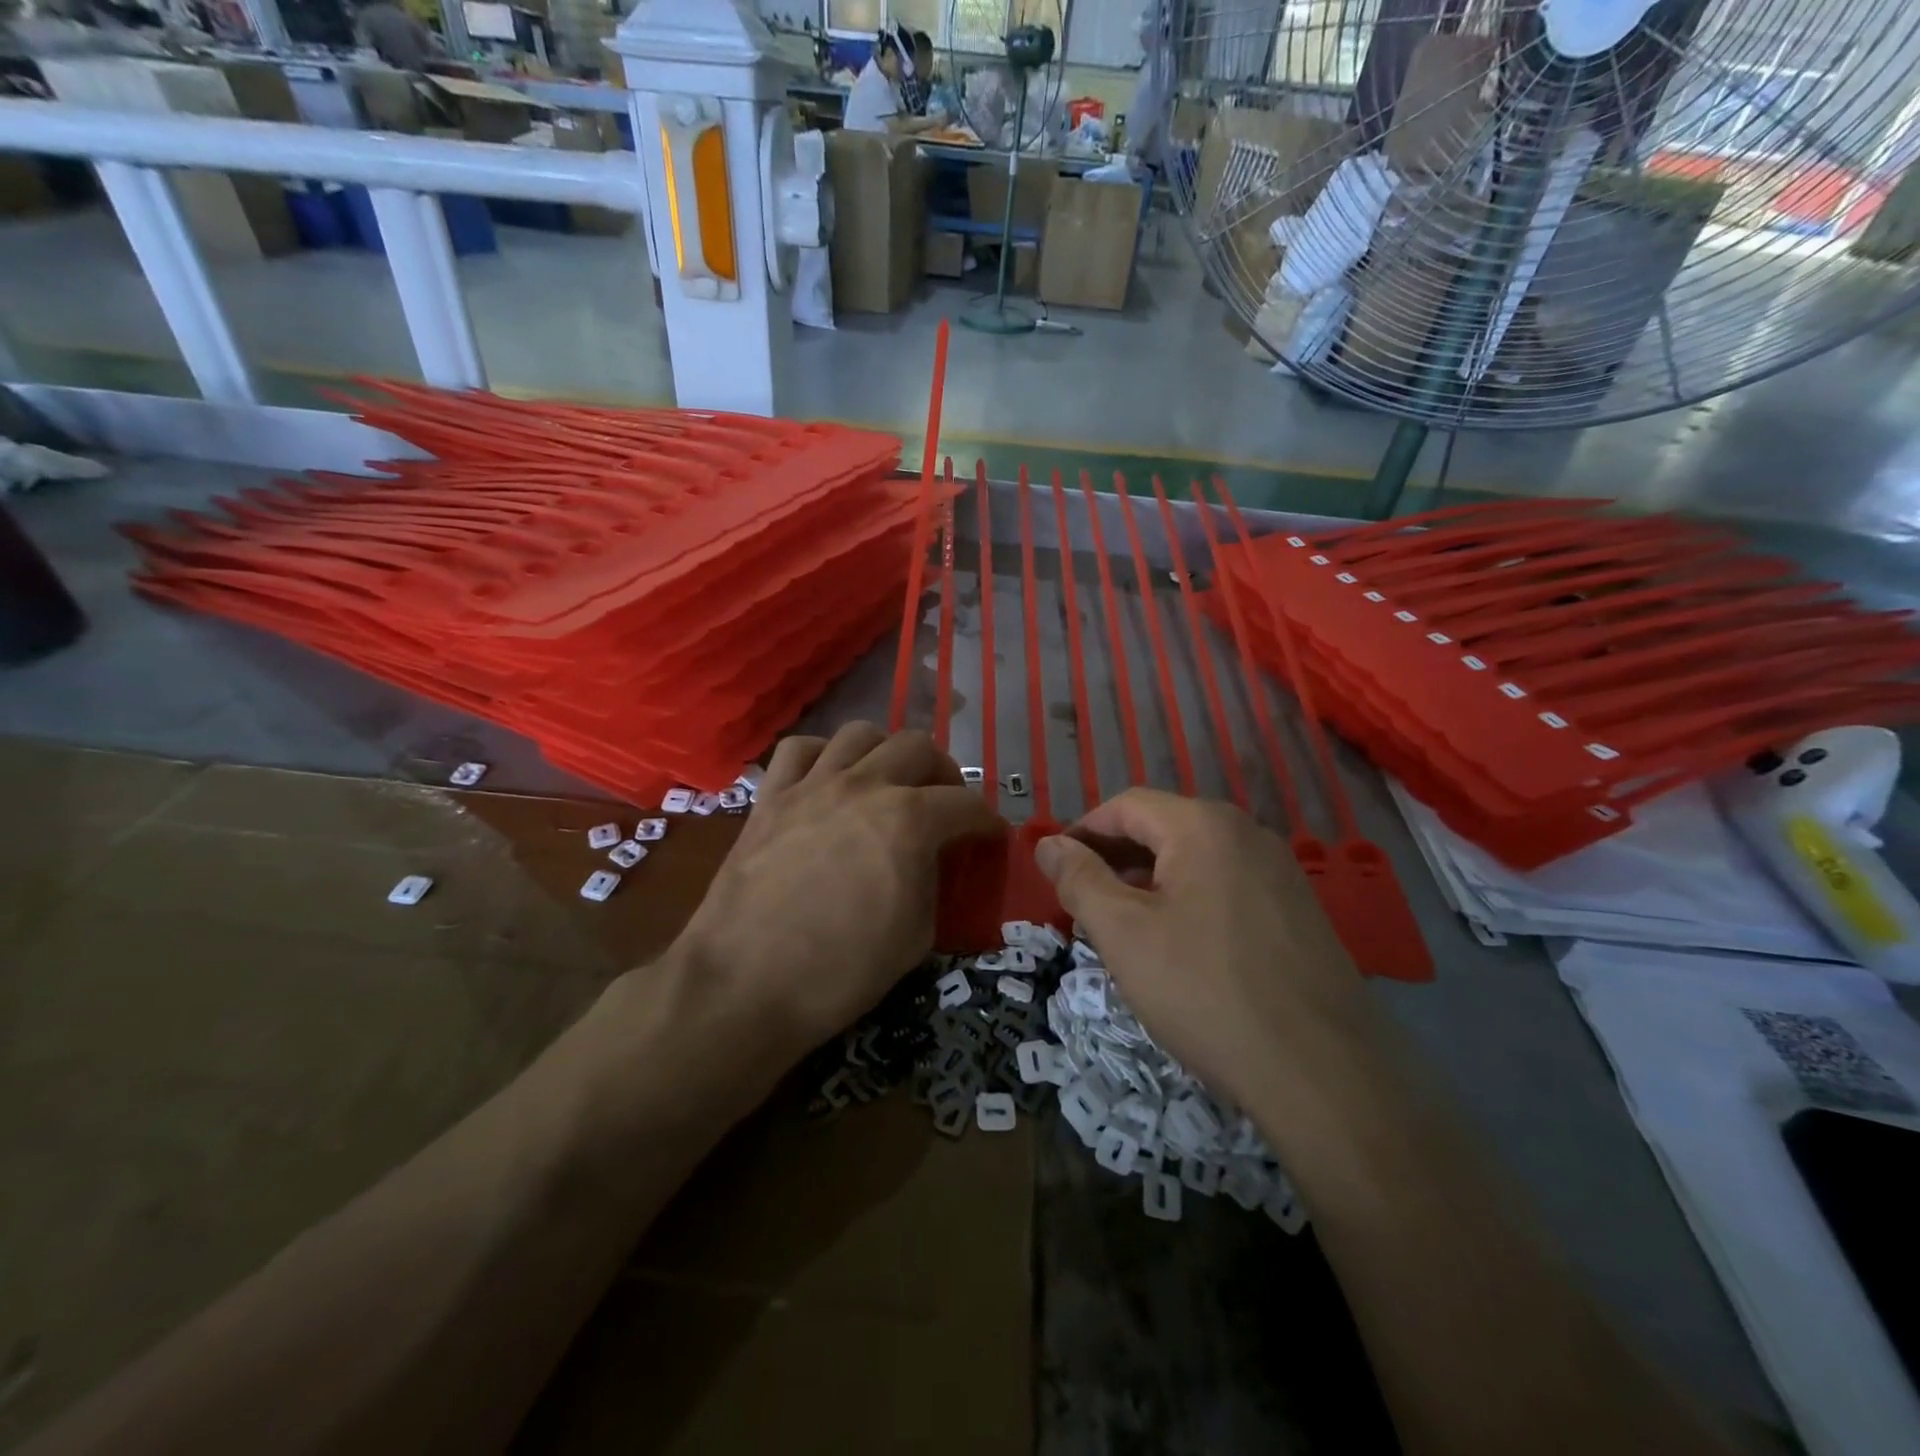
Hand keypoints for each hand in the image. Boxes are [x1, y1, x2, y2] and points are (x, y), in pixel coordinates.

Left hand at [676, 723, 1002, 1046]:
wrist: (744, 985)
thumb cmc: (840, 972)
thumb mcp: (916, 936)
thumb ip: (933, 881)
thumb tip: (932, 860)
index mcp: (909, 821)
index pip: (965, 804)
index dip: (987, 820)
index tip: (991, 836)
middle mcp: (864, 786)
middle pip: (918, 746)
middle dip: (943, 774)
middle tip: (944, 804)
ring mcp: (812, 785)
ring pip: (860, 733)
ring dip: (886, 751)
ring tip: (889, 780)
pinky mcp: (770, 796)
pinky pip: (799, 748)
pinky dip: (822, 754)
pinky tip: (828, 778)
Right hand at [1035, 790, 1381, 1128]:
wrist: (1323, 1073)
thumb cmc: (1205, 991)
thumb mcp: (1123, 934)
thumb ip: (1078, 879)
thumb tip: (1048, 843)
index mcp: (1203, 825)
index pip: (1126, 806)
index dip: (1082, 831)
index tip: (1054, 869)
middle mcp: (1247, 832)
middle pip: (1163, 827)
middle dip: (1114, 857)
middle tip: (1081, 902)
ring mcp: (1279, 871)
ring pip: (1194, 858)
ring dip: (1149, 880)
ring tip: (1123, 926)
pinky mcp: (1298, 909)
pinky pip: (1226, 885)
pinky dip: (1187, 899)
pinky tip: (1178, 945)